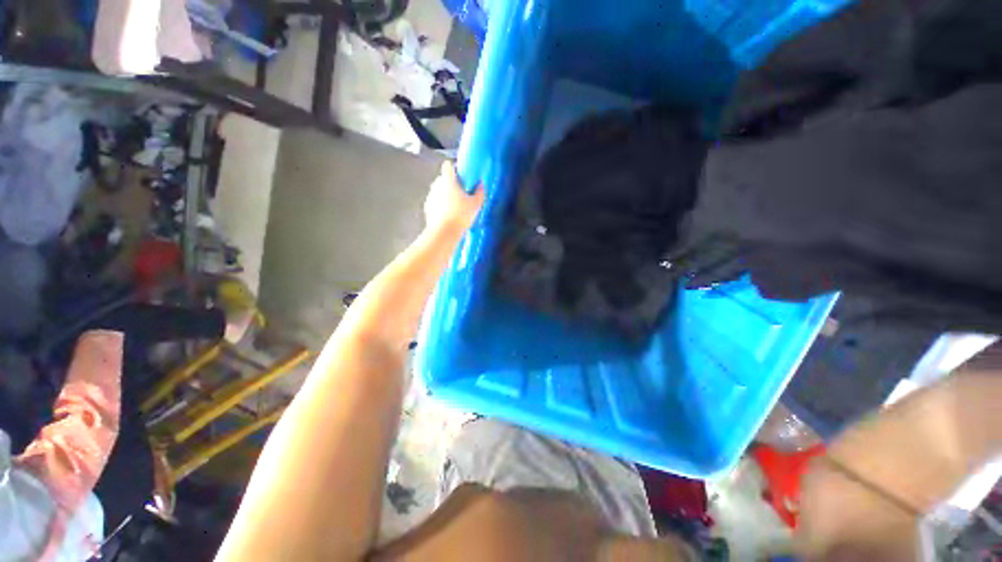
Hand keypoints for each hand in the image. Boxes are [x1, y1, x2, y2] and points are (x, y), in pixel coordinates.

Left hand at [424, 161, 483, 233]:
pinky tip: (449, 216)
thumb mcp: (476, 204)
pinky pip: (435, 203)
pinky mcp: (427, 209)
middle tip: (462, 193)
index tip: (461, 175)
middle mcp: (436, 186)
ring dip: (445, 196)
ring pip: (438, 191)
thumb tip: (481, 185)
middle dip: (451, 184)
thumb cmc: (460, 215)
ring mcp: (430, 197)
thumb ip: (479, 192)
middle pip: (443, 179)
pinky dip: (441, 206)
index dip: (455, 168)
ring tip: (456, 207)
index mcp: (448, 181)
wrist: (444, 233)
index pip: (448, 166)